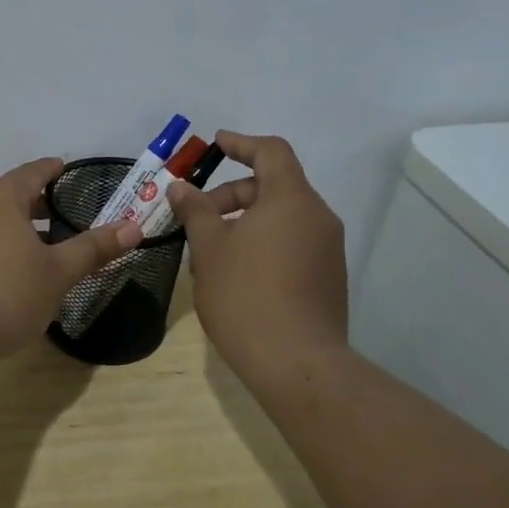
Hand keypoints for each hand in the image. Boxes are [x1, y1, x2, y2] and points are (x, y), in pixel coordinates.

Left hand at [0, 158, 142, 373]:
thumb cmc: (6, 295)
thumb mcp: (58, 273)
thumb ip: (94, 247)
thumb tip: (134, 226)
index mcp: (0, 197)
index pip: (32, 172)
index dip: (53, 170)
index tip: (66, 170)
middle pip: (9, 193)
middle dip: (36, 202)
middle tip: (62, 213)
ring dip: (15, 226)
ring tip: (39, 245)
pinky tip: (6, 271)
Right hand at [165, 131, 349, 396]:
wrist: (297, 364)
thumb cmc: (246, 296)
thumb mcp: (209, 249)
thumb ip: (196, 211)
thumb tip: (180, 187)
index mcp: (291, 200)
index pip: (271, 152)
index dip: (241, 143)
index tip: (215, 145)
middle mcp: (317, 218)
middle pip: (273, 187)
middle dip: (230, 196)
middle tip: (195, 218)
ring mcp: (327, 250)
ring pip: (281, 219)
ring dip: (243, 223)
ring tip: (208, 253)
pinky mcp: (328, 278)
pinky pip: (291, 244)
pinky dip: (262, 244)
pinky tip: (234, 275)